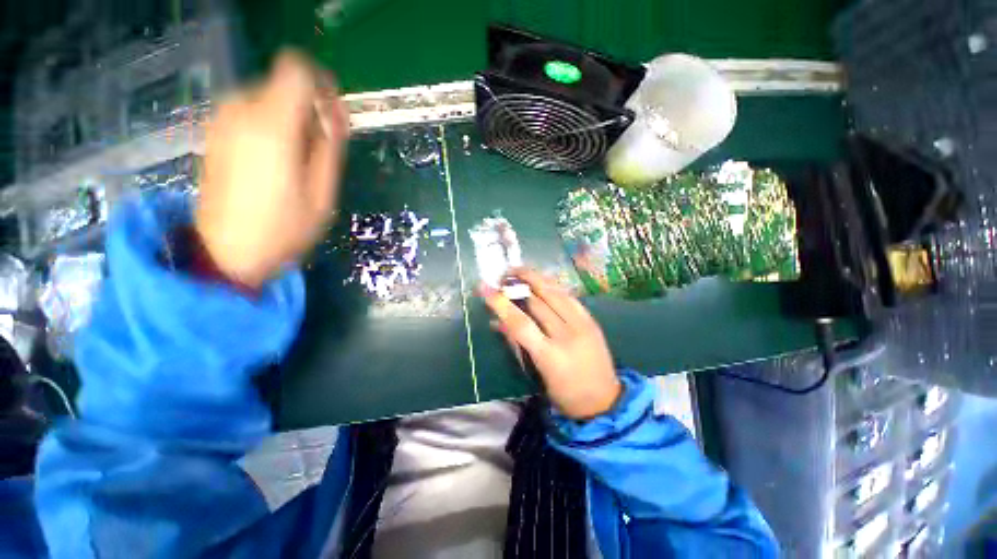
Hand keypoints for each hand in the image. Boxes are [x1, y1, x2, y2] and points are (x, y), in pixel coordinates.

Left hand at [195, 50, 349, 288]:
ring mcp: (222, 121)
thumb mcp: (323, 193)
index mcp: (272, 125)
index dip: (320, 85)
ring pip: (267, 98)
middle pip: (284, 85)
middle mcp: (241, 111)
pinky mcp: (215, 133)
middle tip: (319, 150)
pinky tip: (275, 162)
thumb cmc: (284, 228)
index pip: (296, 70)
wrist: (226, 253)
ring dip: (290, 120)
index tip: (332, 116)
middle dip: (308, 109)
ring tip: (298, 161)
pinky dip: (271, 126)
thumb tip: (336, 113)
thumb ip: (330, 147)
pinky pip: (251, 113)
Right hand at [482, 269, 621, 419]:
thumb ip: (517, 344)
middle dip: (519, 283)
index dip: (500, 303)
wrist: (605, 402)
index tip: (485, 288)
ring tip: (520, 270)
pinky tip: (543, 281)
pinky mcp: (592, 321)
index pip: (520, 323)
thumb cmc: (564, 394)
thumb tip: (497, 321)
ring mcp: (583, 326)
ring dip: (536, 278)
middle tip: (504, 274)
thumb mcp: (536, 372)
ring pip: (555, 293)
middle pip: (539, 301)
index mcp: (550, 356)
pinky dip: (553, 287)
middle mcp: (568, 336)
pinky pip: (569, 297)